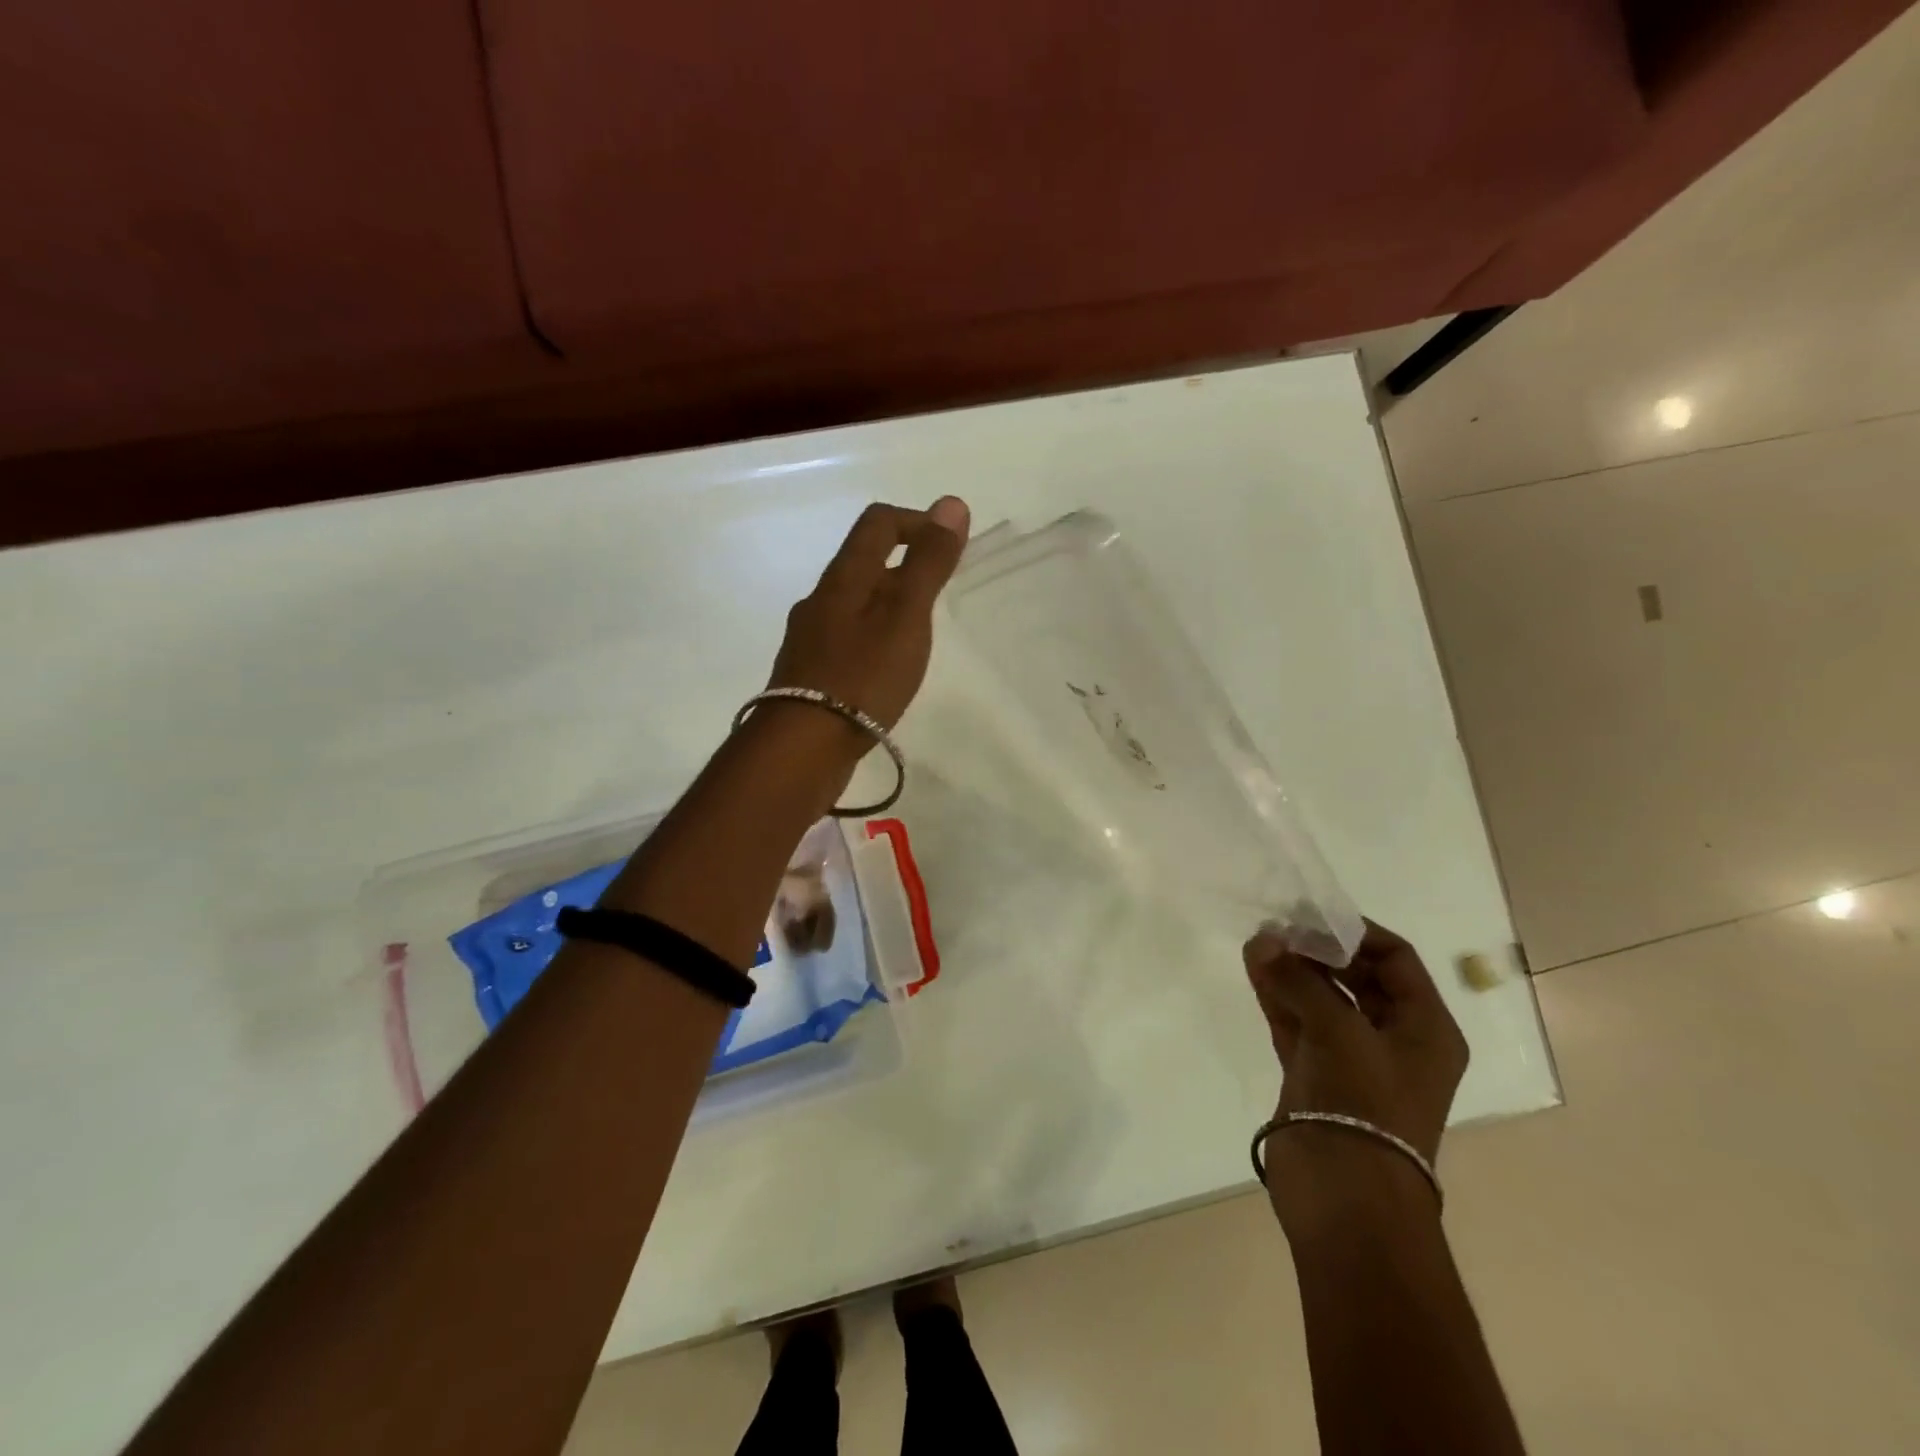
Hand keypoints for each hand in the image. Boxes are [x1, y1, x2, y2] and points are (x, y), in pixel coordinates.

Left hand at [768, 498, 970, 728]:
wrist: (803, 747)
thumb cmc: (862, 676)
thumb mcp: (905, 616)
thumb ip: (928, 563)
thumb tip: (951, 504)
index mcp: (844, 578)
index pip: (877, 523)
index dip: (916, 522)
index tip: (948, 547)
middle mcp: (820, 600)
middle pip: (863, 563)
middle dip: (905, 566)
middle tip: (938, 594)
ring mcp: (810, 638)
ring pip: (853, 604)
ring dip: (887, 605)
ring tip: (917, 634)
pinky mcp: (808, 674)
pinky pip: (845, 639)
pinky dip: (871, 638)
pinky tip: (885, 669)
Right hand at [1244, 920, 1467, 1228]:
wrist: (1345, 1198)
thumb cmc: (1364, 1105)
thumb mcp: (1339, 1031)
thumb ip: (1299, 978)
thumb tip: (1263, 939)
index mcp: (1424, 1029)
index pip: (1396, 959)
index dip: (1356, 932)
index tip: (1312, 913)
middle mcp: (1392, 1038)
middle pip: (1357, 976)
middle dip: (1318, 949)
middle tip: (1279, 926)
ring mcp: (1350, 1057)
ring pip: (1321, 998)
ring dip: (1292, 969)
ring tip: (1258, 941)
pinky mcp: (1315, 1073)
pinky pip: (1296, 1020)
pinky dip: (1277, 994)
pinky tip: (1254, 967)